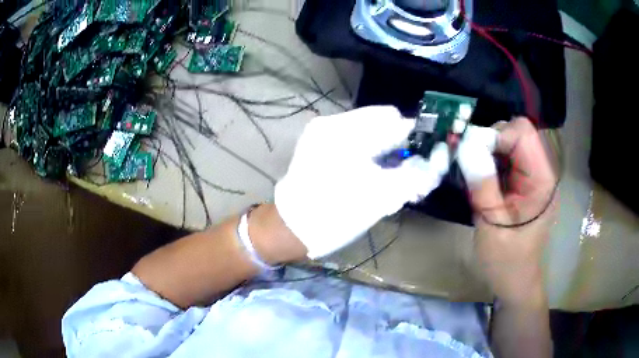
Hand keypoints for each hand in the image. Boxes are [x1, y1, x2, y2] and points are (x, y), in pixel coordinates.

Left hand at [275, 106, 449, 258]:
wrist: (292, 228)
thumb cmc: (334, 213)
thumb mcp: (380, 197)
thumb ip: (413, 177)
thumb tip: (435, 165)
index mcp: (344, 131)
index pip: (393, 119)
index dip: (414, 136)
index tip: (424, 157)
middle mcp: (332, 123)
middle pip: (381, 123)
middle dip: (400, 144)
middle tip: (407, 171)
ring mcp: (323, 133)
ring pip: (369, 131)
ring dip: (386, 149)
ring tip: (390, 175)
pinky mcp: (319, 144)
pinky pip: (355, 140)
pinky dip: (370, 153)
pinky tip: (372, 173)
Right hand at [458, 117, 556, 305]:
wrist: (516, 281)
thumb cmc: (507, 261)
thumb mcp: (492, 224)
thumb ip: (482, 184)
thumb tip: (466, 144)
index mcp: (541, 180)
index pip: (522, 132)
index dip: (496, 134)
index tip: (471, 153)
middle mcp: (541, 170)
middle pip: (516, 132)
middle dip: (490, 141)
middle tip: (469, 164)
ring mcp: (533, 176)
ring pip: (509, 142)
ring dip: (487, 150)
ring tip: (472, 172)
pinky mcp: (524, 182)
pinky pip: (506, 157)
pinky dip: (489, 160)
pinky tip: (479, 177)